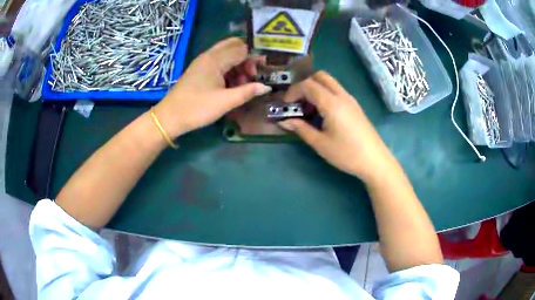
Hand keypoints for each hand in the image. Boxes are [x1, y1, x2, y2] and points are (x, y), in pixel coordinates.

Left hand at [153, 38, 271, 137]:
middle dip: (247, 57)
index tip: (261, 72)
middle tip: (252, 74)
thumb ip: (247, 92)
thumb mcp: (225, 102)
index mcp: (215, 59)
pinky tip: (231, 84)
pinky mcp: (199, 70)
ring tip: (242, 83)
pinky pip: (218, 62)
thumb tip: (266, 87)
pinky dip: (228, 69)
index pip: (241, 49)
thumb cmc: (197, 108)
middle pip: (234, 46)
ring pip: (226, 54)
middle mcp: (209, 56)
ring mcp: (203, 62)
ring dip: (238, 64)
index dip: (254, 58)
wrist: (170, 117)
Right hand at [278, 71, 394, 182]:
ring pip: (330, 82)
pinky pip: (337, 91)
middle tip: (298, 102)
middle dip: (305, 85)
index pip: (308, 85)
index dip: (293, 91)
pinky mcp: (355, 106)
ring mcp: (350, 99)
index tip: (286, 104)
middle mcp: (342, 95)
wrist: (375, 161)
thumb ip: (301, 129)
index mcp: (332, 103)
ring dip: (316, 89)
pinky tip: (323, 113)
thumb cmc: (346, 154)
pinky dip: (325, 94)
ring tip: (309, 109)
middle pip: (320, 76)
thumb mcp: (320, 143)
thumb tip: (284, 121)